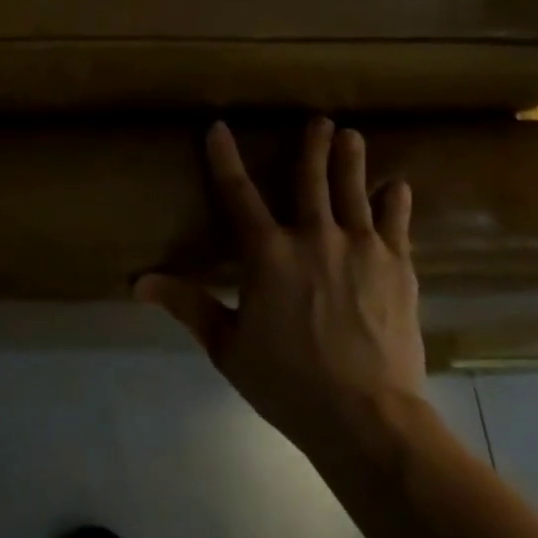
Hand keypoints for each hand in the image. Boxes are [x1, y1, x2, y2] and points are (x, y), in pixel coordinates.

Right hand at [135, 118, 426, 459]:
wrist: (368, 417)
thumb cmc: (289, 382)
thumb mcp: (227, 346)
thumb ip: (188, 305)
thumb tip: (139, 282)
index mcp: (268, 254)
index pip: (238, 194)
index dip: (224, 158)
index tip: (218, 127)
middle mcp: (314, 237)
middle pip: (310, 179)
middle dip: (311, 146)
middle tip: (318, 120)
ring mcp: (361, 248)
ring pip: (353, 191)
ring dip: (351, 160)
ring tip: (351, 135)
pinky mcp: (398, 267)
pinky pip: (396, 224)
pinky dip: (396, 202)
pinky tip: (399, 186)